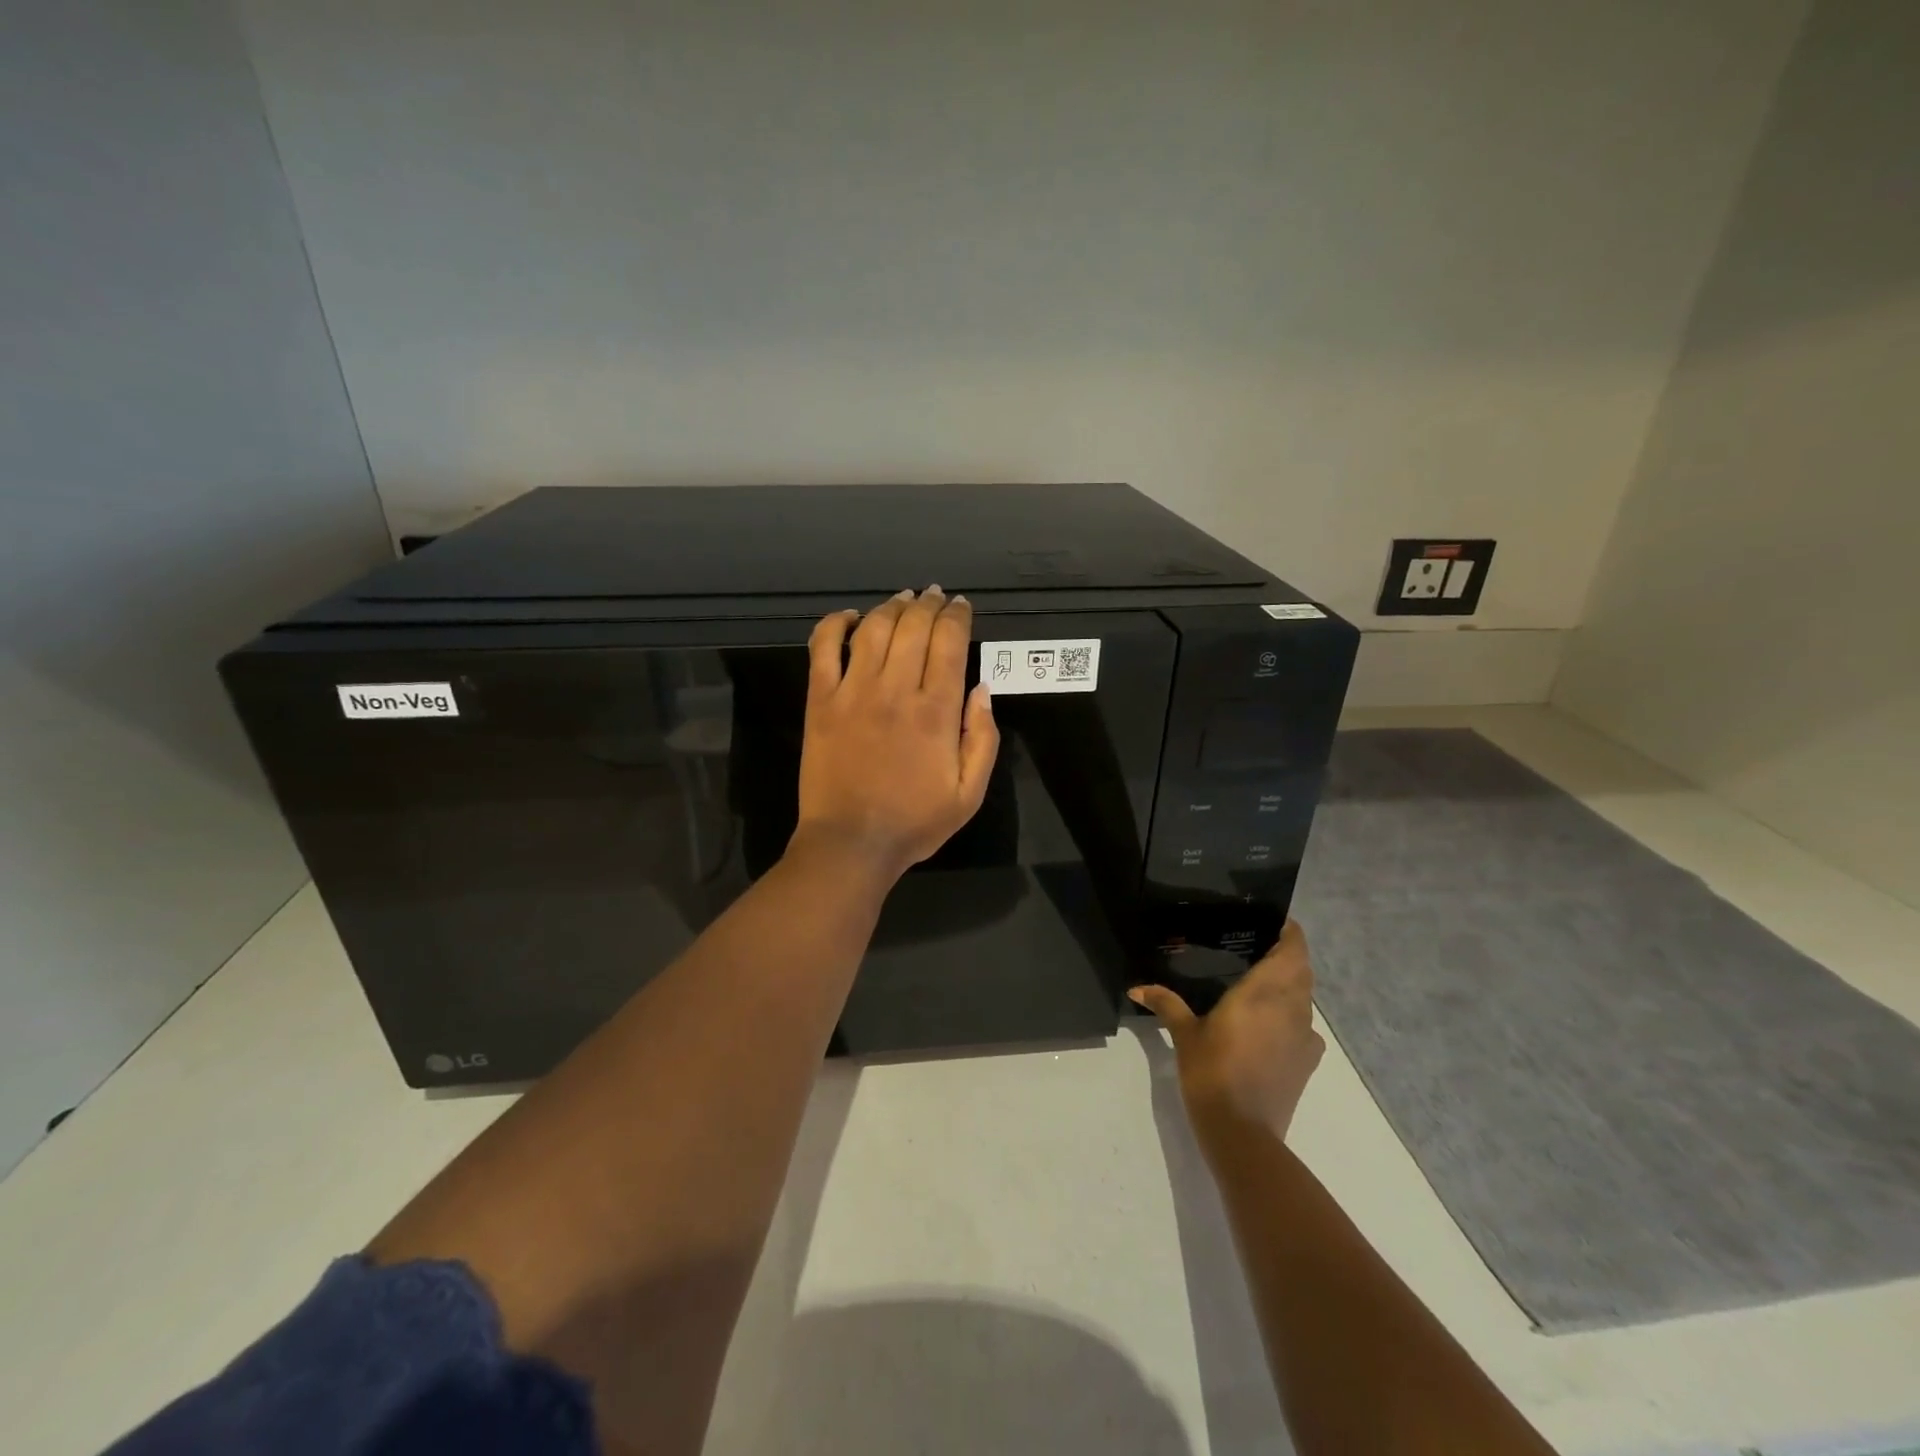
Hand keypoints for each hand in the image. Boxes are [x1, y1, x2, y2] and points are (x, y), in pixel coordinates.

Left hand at [793, 587, 999, 881]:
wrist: (851, 843)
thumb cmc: (914, 822)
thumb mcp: (969, 794)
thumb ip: (982, 739)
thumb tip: (982, 690)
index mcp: (935, 711)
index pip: (949, 643)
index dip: (957, 617)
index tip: (961, 606)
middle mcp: (895, 690)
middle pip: (913, 627)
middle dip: (929, 604)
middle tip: (935, 596)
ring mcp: (852, 692)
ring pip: (873, 629)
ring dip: (891, 607)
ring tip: (903, 599)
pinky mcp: (820, 701)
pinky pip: (823, 648)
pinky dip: (834, 624)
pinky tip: (849, 617)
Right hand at [1130, 921, 1324, 1142]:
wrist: (1243, 1132)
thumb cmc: (1212, 1072)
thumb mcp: (1185, 1034)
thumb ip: (1166, 1004)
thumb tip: (1137, 988)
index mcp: (1265, 992)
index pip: (1293, 949)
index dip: (1288, 932)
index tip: (1271, 922)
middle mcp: (1292, 1007)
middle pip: (1302, 970)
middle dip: (1286, 956)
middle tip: (1256, 949)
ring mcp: (1305, 1036)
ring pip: (1305, 998)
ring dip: (1290, 986)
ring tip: (1258, 984)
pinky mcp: (1307, 1062)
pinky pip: (1304, 1026)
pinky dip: (1291, 1016)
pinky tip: (1266, 1025)